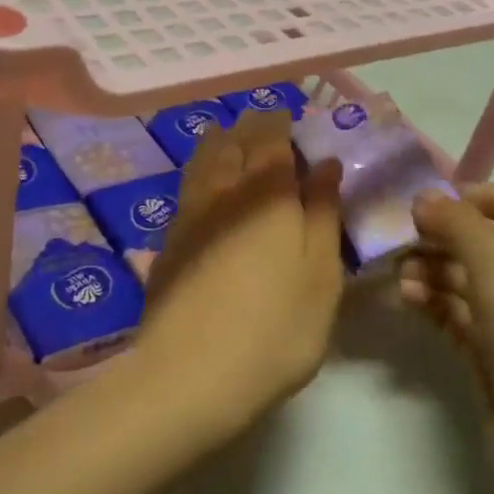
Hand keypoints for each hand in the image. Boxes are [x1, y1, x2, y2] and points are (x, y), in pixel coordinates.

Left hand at [132, 110, 345, 435]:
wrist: (190, 375)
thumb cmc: (275, 329)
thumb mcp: (321, 277)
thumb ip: (323, 214)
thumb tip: (325, 164)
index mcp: (267, 193)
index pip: (269, 137)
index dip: (278, 121)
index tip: (289, 118)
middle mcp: (223, 191)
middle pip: (232, 142)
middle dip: (249, 128)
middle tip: (266, 128)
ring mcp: (189, 215)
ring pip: (202, 160)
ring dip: (219, 144)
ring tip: (233, 143)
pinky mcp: (167, 241)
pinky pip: (187, 187)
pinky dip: (200, 173)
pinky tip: (207, 187)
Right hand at [398, 185, 493, 480]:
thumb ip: (457, 223)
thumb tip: (423, 197)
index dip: (486, 196)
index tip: (439, 197)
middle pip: (493, 243)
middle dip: (448, 236)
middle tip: (405, 234)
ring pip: (472, 280)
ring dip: (435, 269)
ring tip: (400, 270)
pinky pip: (462, 313)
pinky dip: (435, 301)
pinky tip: (407, 297)